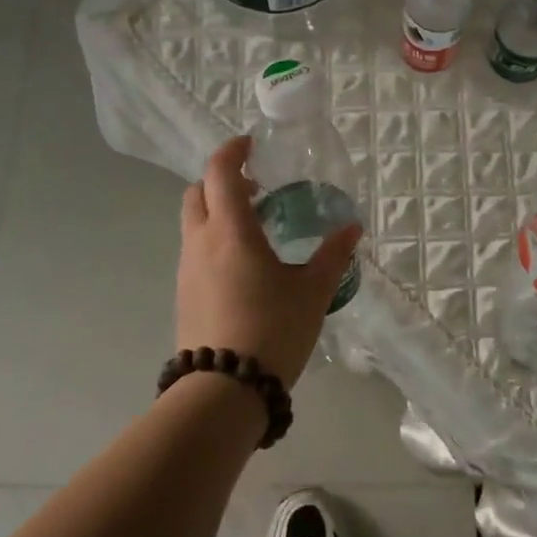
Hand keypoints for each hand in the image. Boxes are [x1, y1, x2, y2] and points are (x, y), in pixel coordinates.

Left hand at [176, 135, 362, 387]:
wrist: (224, 391)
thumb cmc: (272, 329)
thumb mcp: (313, 291)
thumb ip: (333, 255)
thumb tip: (352, 226)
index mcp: (230, 230)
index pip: (219, 172)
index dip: (232, 151)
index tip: (253, 146)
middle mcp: (200, 242)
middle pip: (198, 192)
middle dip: (221, 179)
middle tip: (257, 186)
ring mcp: (186, 269)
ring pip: (193, 222)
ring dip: (217, 211)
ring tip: (256, 226)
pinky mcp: (184, 294)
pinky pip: (195, 250)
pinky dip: (214, 239)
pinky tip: (244, 265)